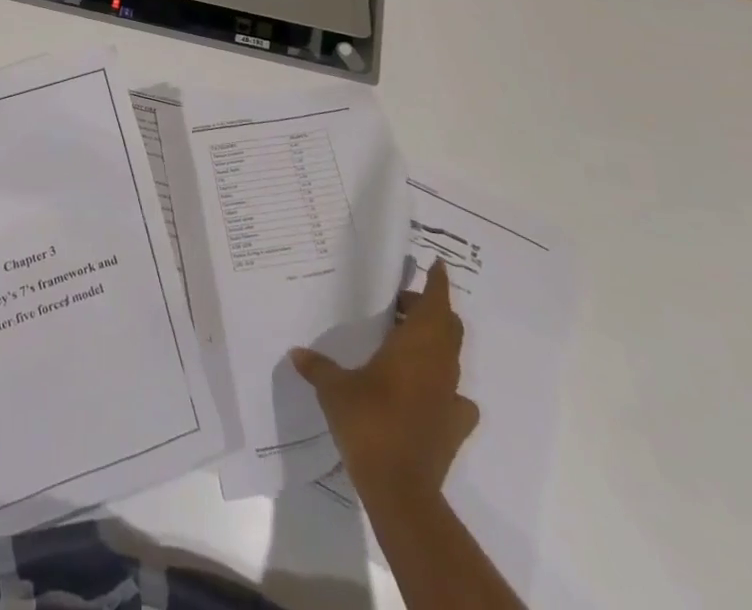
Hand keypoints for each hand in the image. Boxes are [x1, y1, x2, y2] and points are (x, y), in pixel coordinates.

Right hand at [290, 258, 479, 500]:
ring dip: (433, 344)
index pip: (435, 303)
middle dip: (429, 310)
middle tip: (400, 304)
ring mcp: (450, 398)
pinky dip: (442, 387)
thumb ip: (318, 367)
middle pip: (447, 327)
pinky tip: (424, 392)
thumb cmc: (369, 422)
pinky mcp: (454, 427)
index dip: (438, 282)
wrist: (400, 488)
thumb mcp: (334, 389)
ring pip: (450, 358)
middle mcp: (438, 366)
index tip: (437, 264)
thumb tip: (296, 353)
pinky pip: (455, 397)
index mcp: (415, 346)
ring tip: (404, 342)